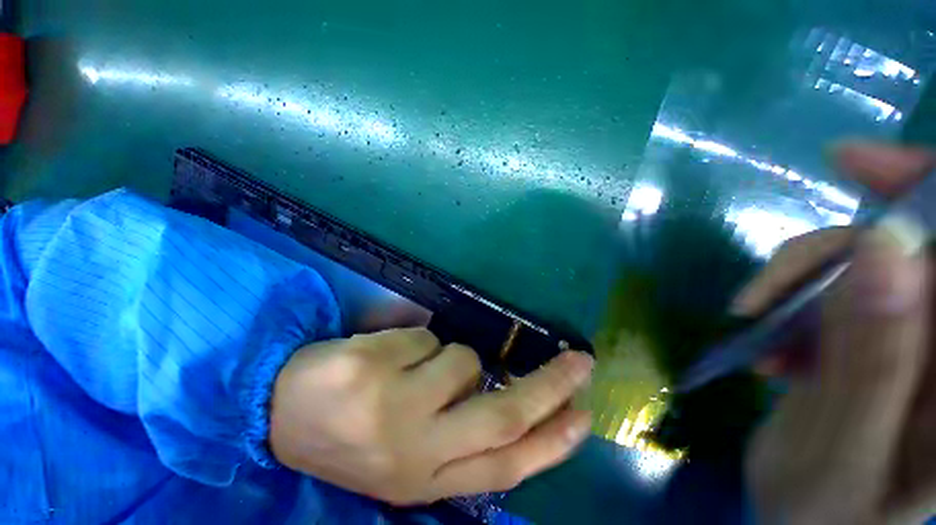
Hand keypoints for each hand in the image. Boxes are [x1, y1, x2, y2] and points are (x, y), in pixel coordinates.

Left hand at [269, 327, 592, 505]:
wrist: (276, 418)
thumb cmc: (350, 435)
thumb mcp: (407, 453)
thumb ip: (456, 433)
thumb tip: (500, 390)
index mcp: (426, 478)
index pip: (508, 464)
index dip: (552, 441)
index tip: (584, 415)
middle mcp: (415, 450)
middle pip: (503, 413)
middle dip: (550, 386)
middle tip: (578, 361)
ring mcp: (390, 408)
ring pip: (459, 360)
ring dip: (447, 355)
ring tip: (413, 364)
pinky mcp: (368, 369)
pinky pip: (421, 337)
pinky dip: (415, 341)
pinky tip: (382, 357)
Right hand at [737, 143, 935, 522]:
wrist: (802, 522)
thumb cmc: (824, 514)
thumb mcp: (844, 452)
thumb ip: (875, 359)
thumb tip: (881, 249)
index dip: (921, 187)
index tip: (847, 161)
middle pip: (901, 250)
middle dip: (831, 254)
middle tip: (762, 294)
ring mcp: (904, 336)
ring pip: (856, 268)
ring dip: (796, 291)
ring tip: (757, 336)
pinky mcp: (864, 337)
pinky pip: (829, 295)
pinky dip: (790, 310)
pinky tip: (770, 347)